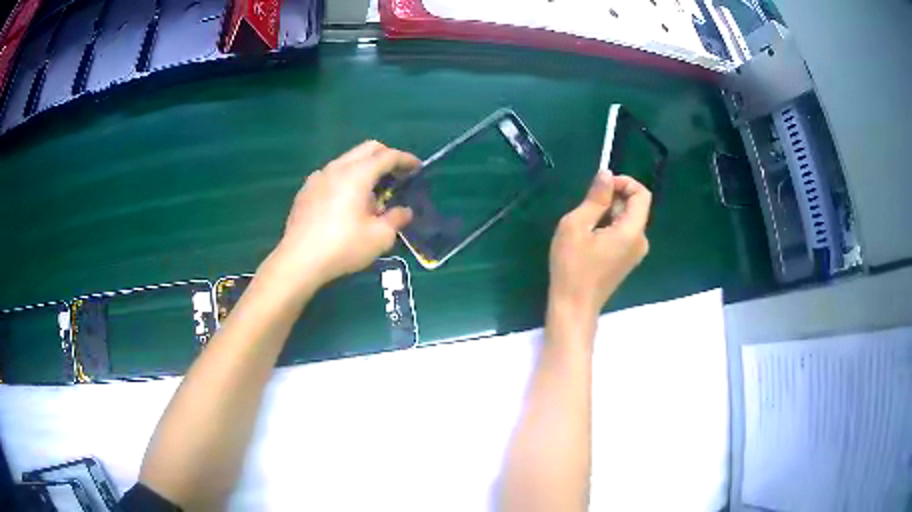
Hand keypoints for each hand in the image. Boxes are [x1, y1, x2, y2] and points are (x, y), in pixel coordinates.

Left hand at [269, 141, 418, 288]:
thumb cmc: (343, 247)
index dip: (406, 159)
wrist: (299, 261)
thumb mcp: (379, 237)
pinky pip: (332, 175)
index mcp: (358, 174)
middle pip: (367, 149)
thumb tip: (404, 211)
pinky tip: (346, 203)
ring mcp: (318, 177)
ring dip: (365, 169)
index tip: (418, 167)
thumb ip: (396, 219)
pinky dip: (346, 179)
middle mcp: (337, 167)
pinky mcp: (306, 190)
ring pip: (347, 160)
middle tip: (397, 175)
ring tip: (372, 194)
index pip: (388, 156)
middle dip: (386, 157)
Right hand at [548, 171, 650, 316]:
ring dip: (609, 213)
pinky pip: (624, 234)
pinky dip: (610, 227)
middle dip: (614, 198)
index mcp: (632, 231)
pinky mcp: (627, 261)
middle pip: (635, 207)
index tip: (602, 186)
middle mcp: (640, 241)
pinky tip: (590, 238)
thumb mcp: (577, 226)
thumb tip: (607, 174)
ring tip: (585, 224)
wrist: (574, 306)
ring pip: (628, 220)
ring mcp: (635, 253)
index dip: (625, 182)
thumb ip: (596, 198)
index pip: (642, 194)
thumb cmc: (572, 266)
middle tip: (586, 207)